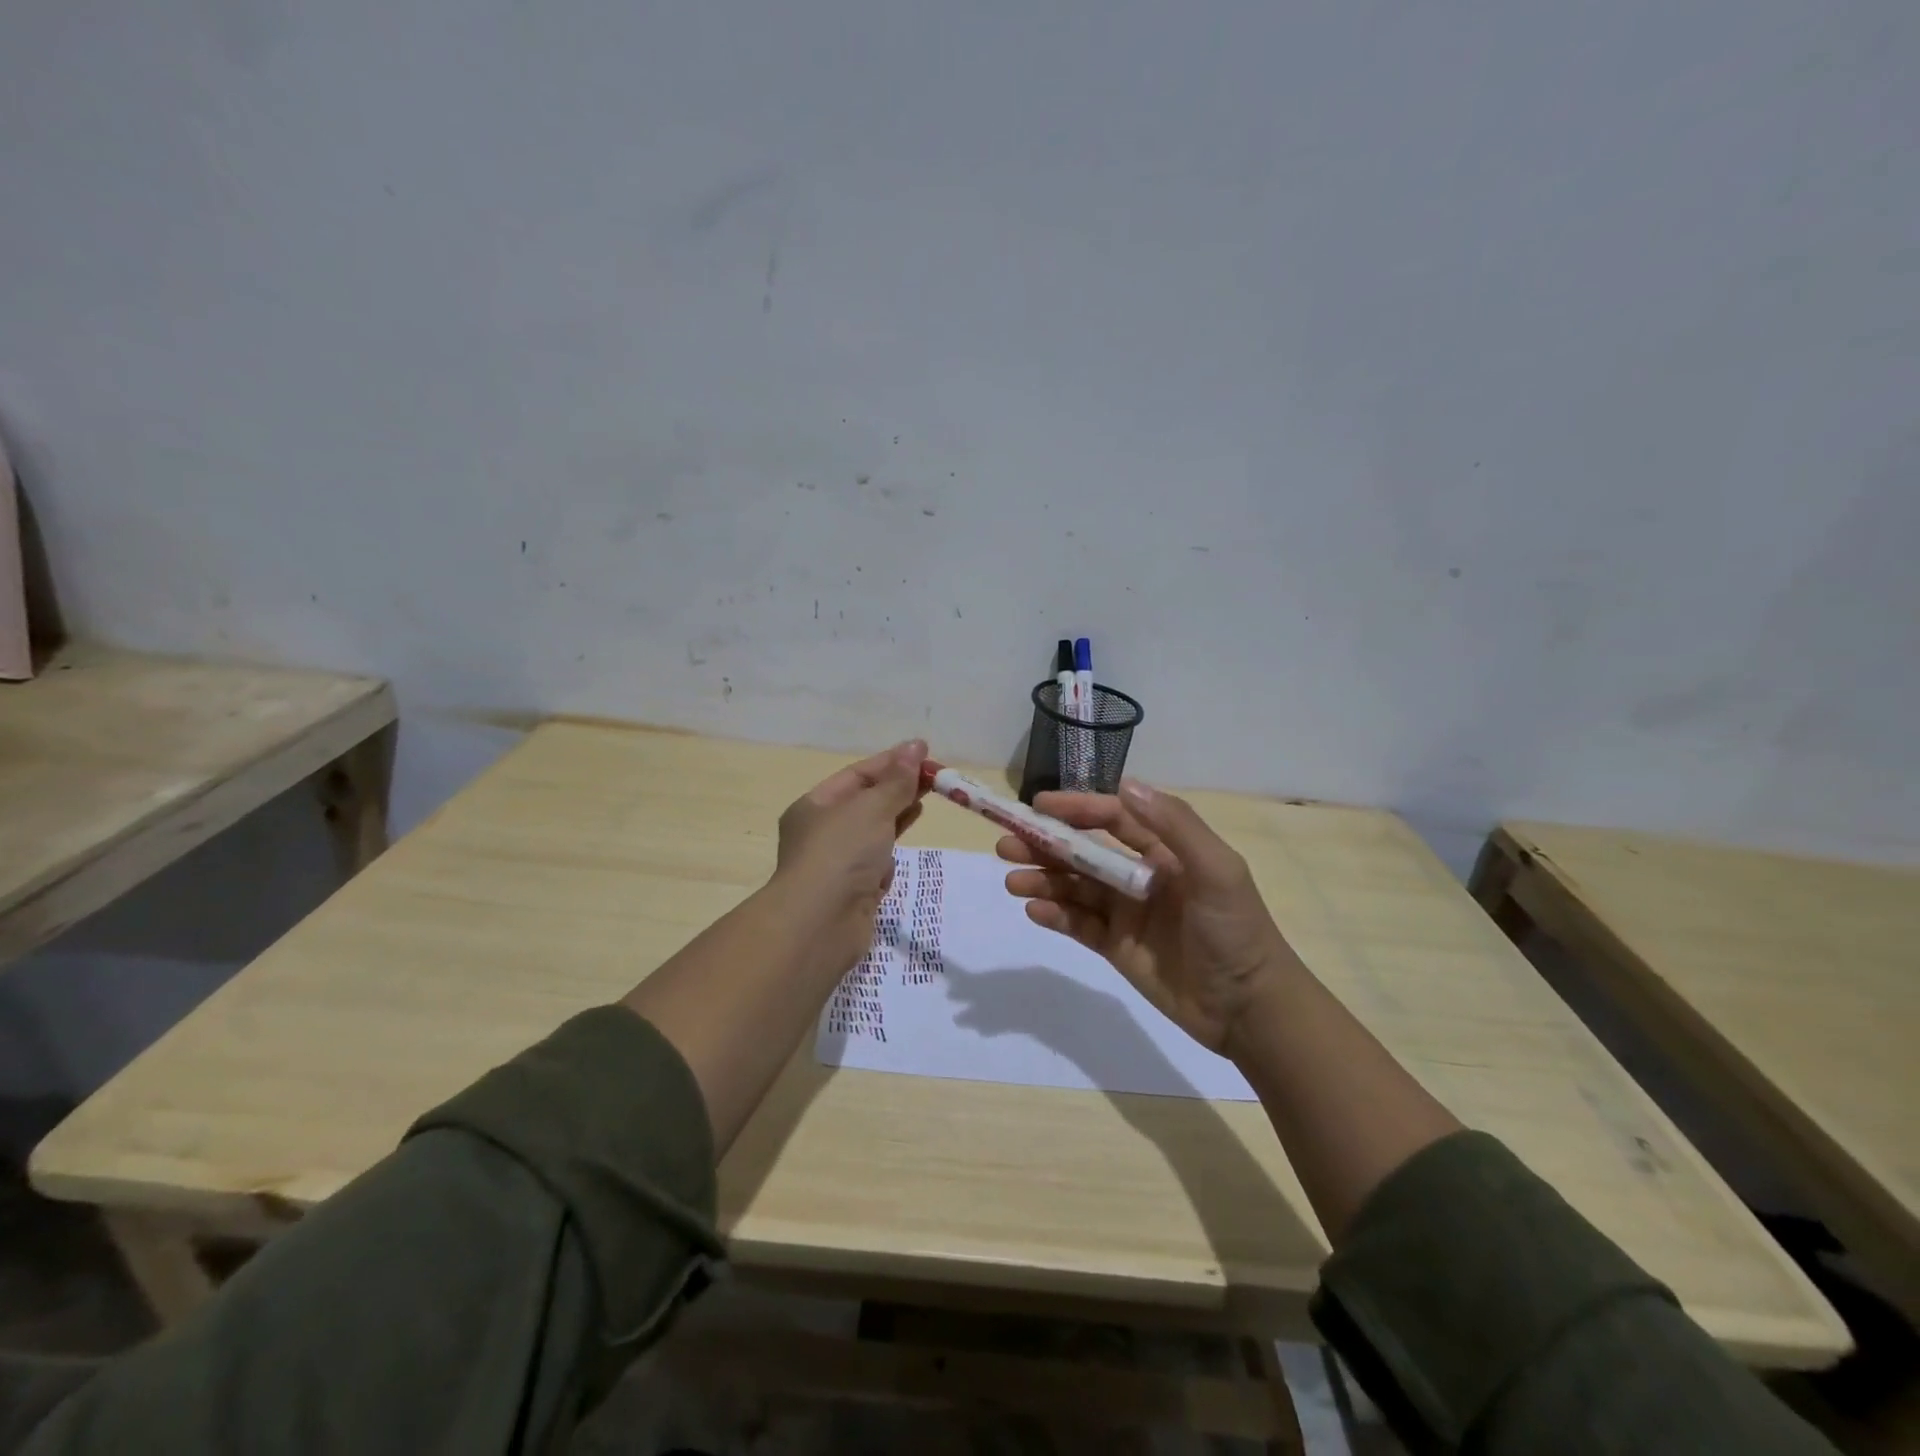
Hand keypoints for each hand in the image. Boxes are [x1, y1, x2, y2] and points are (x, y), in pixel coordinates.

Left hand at [773, 739, 928, 971]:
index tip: (924, 752)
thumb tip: (916, 746)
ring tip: (926, 801)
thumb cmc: (841, 853)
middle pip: (865, 802)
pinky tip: (903, 848)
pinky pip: (874, 863)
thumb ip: (897, 780)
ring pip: (872, 832)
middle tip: (935, 777)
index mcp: (814, 805)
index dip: (891, 762)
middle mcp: (821, 832)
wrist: (820, 924)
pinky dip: (889, 854)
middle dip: (898, 788)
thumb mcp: (872, 807)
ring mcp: (836, 864)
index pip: (857, 775)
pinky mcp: (852, 891)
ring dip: (896, 817)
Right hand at [997, 780, 1294, 1054]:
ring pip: (1074, 888)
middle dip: (1045, 844)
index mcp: (1165, 851)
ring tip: (1013, 881)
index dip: (1077, 808)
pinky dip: (1055, 916)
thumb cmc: (1236, 931)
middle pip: (1084, 851)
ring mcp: (1126, 912)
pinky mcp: (1116, 946)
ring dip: (1042, 880)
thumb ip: (1174, 825)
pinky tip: (1034, 911)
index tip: (1039, 805)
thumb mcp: (1217, 870)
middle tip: (1006, 844)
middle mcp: (1140, 875)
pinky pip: (1078, 925)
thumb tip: (1126, 785)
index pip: (1113, 818)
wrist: (1249, 1009)